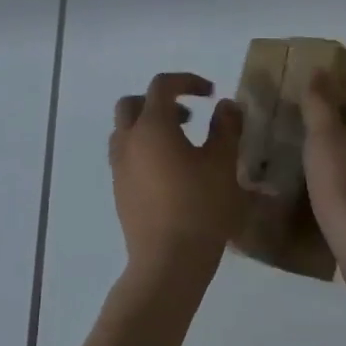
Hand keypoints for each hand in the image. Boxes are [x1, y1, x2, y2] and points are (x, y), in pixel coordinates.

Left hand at [111, 73, 244, 292]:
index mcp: (152, 126)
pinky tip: (170, 173)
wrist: (167, 264)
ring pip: (125, 130)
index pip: (162, 85)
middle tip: (189, 117)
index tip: (211, 93)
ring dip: (149, 126)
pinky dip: (144, 149)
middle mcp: (128, 141)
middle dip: (160, 102)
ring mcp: (119, 167)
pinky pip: (126, 155)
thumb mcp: (223, 164)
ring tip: (181, 145)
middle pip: (132, 103)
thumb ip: (226, 127)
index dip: (186, 81)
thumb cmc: (200, 208)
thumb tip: (226, 105)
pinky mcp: (119, 191)